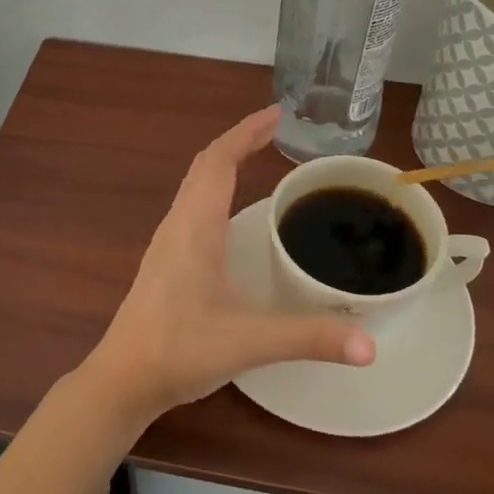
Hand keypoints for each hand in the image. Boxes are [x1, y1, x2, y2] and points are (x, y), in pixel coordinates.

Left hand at [85, 106, 375, 422]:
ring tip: (259, 158)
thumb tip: (370, 345)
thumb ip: (309, 338)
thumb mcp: (248, 342)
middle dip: (240, 140)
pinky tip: (232, 212)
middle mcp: (178, 223)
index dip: (246, 132)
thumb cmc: (179, 350)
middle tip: (276, 130)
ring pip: (195, 184)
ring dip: (224, 163)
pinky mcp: (165, 260)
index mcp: (195, 226)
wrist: (123, 379)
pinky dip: (215, 188)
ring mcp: (167, 241)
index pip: (219, 160)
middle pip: (205, 165)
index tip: (277, 114)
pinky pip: (192, 205)